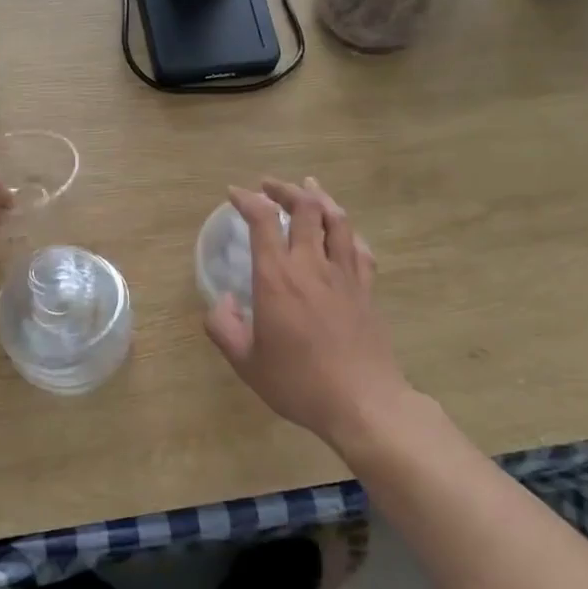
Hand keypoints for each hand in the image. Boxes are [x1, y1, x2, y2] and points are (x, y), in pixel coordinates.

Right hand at [205, 177, 411, 447]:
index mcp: (277, 278)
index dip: (247, 199)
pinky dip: (347, 231)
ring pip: (336, 220)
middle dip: (285, 189)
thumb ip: (224, 327)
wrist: (362, 401)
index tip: (234, 193)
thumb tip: (221, 300)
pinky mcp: (366, 289)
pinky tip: (343, 232)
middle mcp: (311, 265)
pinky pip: (359, 248)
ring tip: (308, 188)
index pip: (263, 220)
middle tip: (269, 187)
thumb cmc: (298, 382)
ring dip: (320, 198)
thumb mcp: (246, 362)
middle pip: (305, 207)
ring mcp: (344, 274)